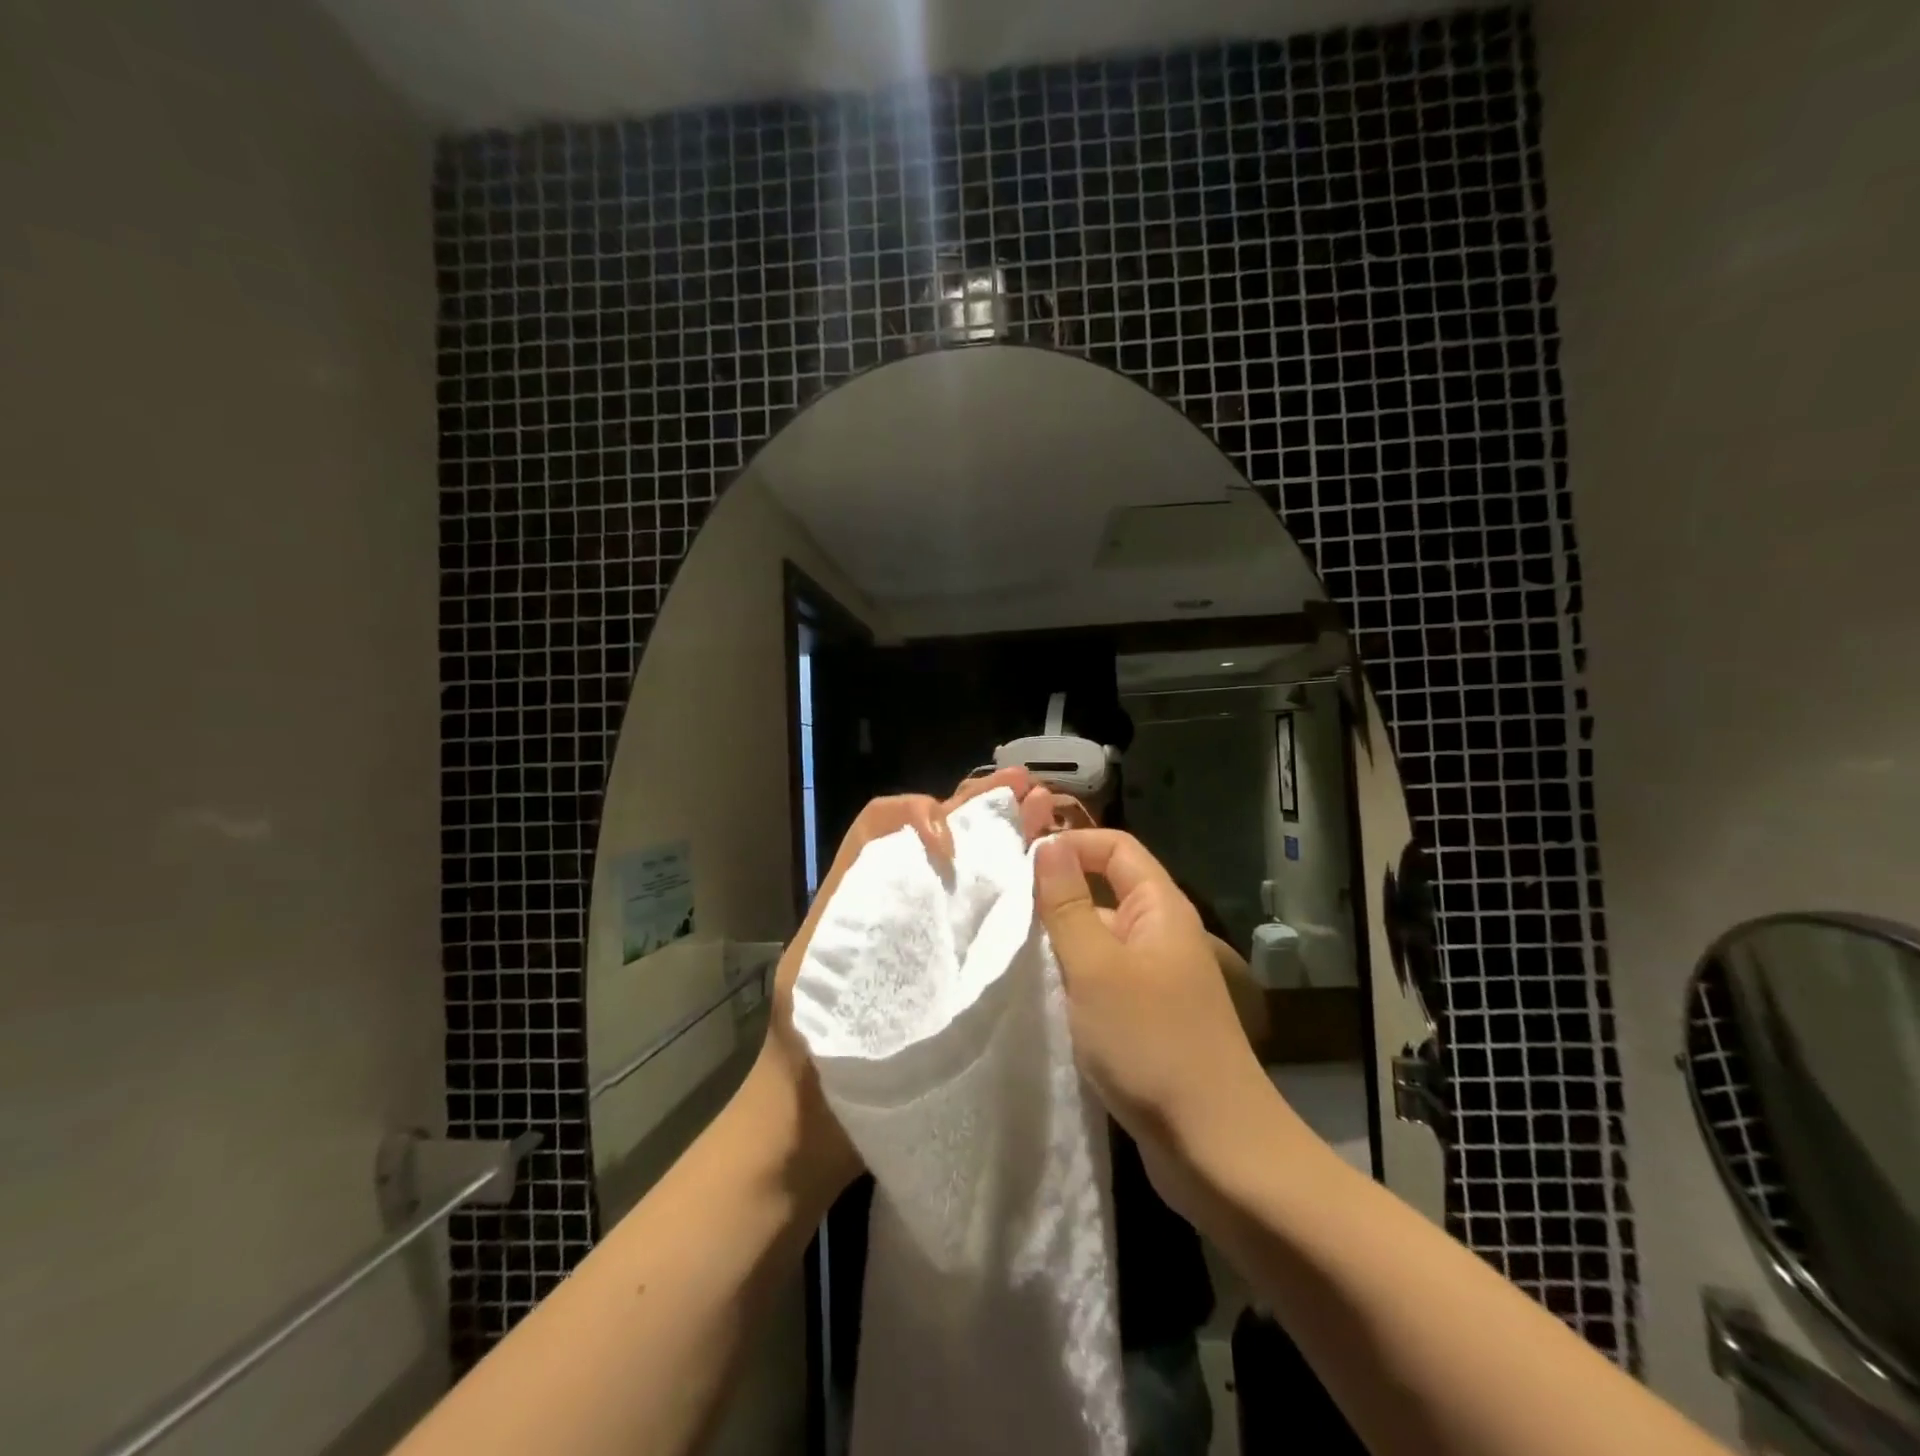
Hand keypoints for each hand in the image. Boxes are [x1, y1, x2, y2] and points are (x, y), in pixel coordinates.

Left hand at [751, 767, 1057, 1201]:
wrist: (808, 1131)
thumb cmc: (808, 1056)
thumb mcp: (814, 975)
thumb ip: (853, 913)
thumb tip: (918, 857)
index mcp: (855, 895)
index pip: (884, 824)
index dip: (920, 816)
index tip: (952, 848)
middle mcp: (890, 903)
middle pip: (930, 836)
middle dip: (976, 807)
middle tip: (1026, 788)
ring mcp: (921, 937)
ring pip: (959, 869)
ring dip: (997, 836)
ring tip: (1041, 810)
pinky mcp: (946, 972)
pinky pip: (975, 918)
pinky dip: (1005, 888)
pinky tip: (1041, 874)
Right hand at [1034, 829, 1273, 1211]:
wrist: (1216, 1149)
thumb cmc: (1152, 1044)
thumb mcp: (1096, 968)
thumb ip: (1068, 904)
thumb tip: (1048, 844)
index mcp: (1159, 909)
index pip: (1115, 848)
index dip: (1072, 843)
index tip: (1021, 862)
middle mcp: (1161, 935)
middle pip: (1106, 891)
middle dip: (1056, 896)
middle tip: (1002, 912)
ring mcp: (1156, 980)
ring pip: (1100, 940)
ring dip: (1060, 943)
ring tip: (1010, 955)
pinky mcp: (1148, 1019)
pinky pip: (1103, 981)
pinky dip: (1073, 981)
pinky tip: (1041, 999)